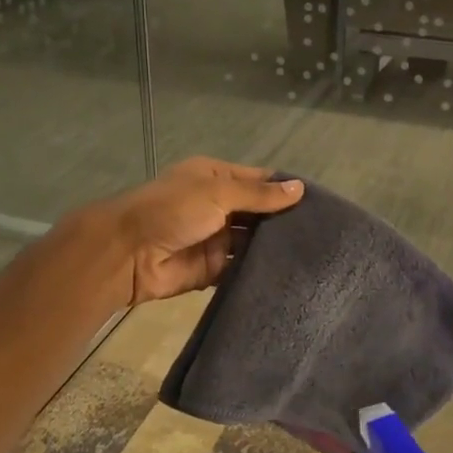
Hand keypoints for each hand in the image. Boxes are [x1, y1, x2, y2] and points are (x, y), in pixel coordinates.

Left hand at [105, 157, 303, 304]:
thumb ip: (259, 195)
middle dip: (285, 221)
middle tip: (325, 234)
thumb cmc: (172, 209)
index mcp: (216, 178)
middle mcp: (218, 205)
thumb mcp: (218, 192)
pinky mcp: (212, 269)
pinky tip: (290, 275)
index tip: (322, 203)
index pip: (259, 181)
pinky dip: (259, 270)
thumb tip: (300, 188)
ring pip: (252, 242)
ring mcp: (215, 238)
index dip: (287, 190)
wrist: (128, 253)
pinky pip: (241, 268)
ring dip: (275, 247)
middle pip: (259, 213)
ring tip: (316, 255)